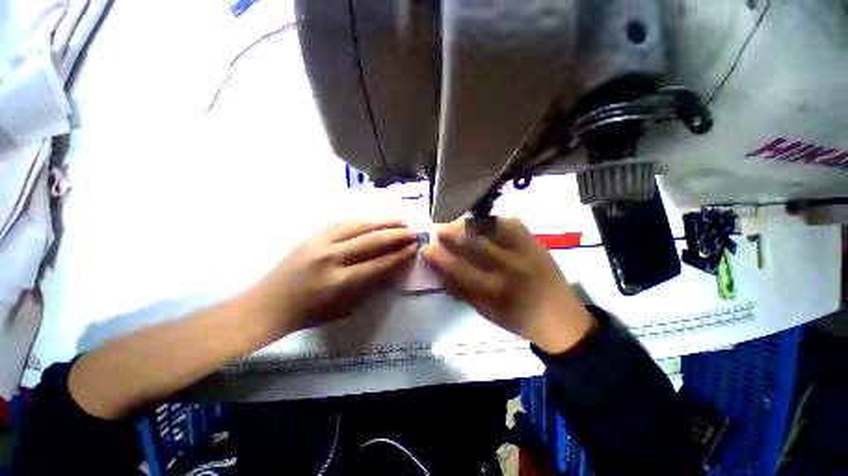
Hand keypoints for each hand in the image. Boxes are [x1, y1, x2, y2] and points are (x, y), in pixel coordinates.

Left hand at [245, 219, 416, 338]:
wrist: (269, 304)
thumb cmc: (310, 313)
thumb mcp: (346, 308)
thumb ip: (370, 285)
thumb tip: (392, 266)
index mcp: (341, 282)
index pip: (380, 264)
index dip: (400, 255)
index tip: (414, 248)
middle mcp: (332, 258)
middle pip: (372, 241)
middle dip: (397, 235)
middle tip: (413, 232)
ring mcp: (320, 242)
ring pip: (359, 225)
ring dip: (383, 222)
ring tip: (400, 220)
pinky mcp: (313, 235)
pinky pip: (344, 222)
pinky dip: (364, 219)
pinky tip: (376, 219)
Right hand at [422, 217, 595, 353]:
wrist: (560, 316)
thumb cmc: (517, 318)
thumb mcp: (485, 312)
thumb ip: (460, 291)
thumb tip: (438, 271)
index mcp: (495, 291)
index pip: (457, 268)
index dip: (438, 256)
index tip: (425, 247)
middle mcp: (509, 268)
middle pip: (473, 242)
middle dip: (450, 232)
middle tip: (437, 229)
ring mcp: (524, 251)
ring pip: (491, 227)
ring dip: (469, 222)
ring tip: (457, 223)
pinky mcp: (535, 241)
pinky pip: (510, 222)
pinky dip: (492, 219)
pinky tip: (482, 222)